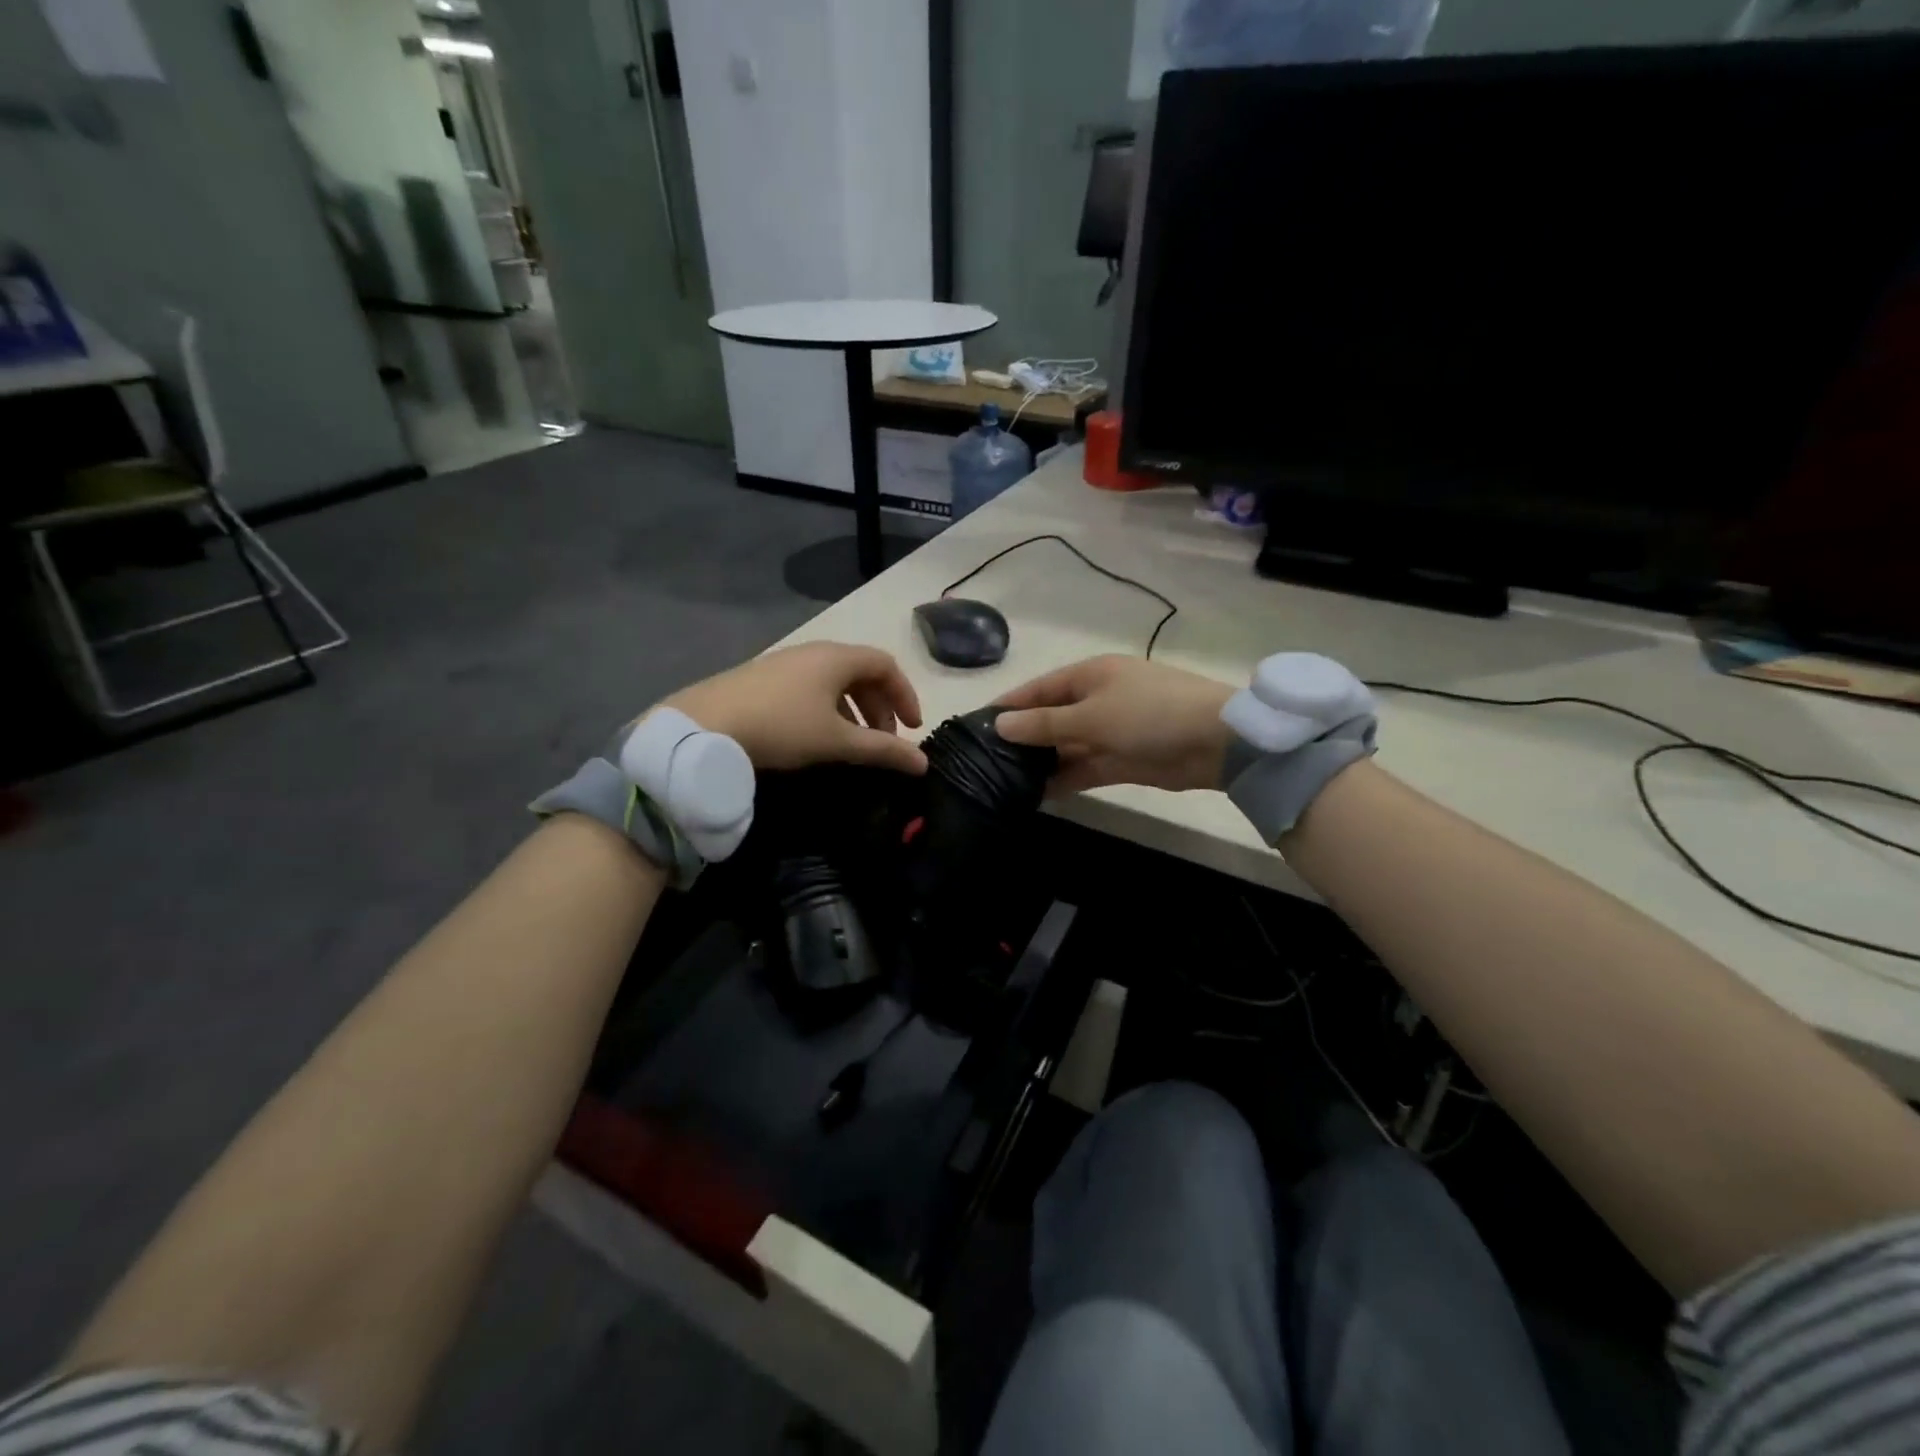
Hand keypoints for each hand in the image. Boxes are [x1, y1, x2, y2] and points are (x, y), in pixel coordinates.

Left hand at [663, 642, 927, 775]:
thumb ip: (883, 751)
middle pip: (861, 672)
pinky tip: (817, 737)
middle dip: (880, 706)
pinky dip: (828, 709)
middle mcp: (813, 652)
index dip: (906, 694)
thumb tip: (923, 763)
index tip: (912, 728)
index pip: (886, 665)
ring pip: (834, 681)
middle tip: (884, 741)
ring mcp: (785, 663)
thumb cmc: (782, 727)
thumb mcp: (838, 742)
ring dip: (855, 710)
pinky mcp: (763, 679)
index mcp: (836, 658)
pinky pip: (810, 687)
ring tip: (854, 744)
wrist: (704, 726)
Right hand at [992, 655, 1233, 795]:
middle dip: (1021, 738)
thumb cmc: (1149, 714)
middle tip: (982, 760)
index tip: (974, 724)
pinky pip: (1082, 768)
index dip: (1008, 705)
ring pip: (1064, 746)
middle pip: (1049, 718)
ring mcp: (1109, 731)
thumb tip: (999, 724)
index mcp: (1089, 675)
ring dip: (1039, 762)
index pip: (1038, 688)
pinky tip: (1034, 795)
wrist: (1216, 741)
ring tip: (1001, 781)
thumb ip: (1044, 724)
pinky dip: (1062, 780)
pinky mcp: (1121, 760)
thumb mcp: (1091, 716)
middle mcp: (1096, 700)